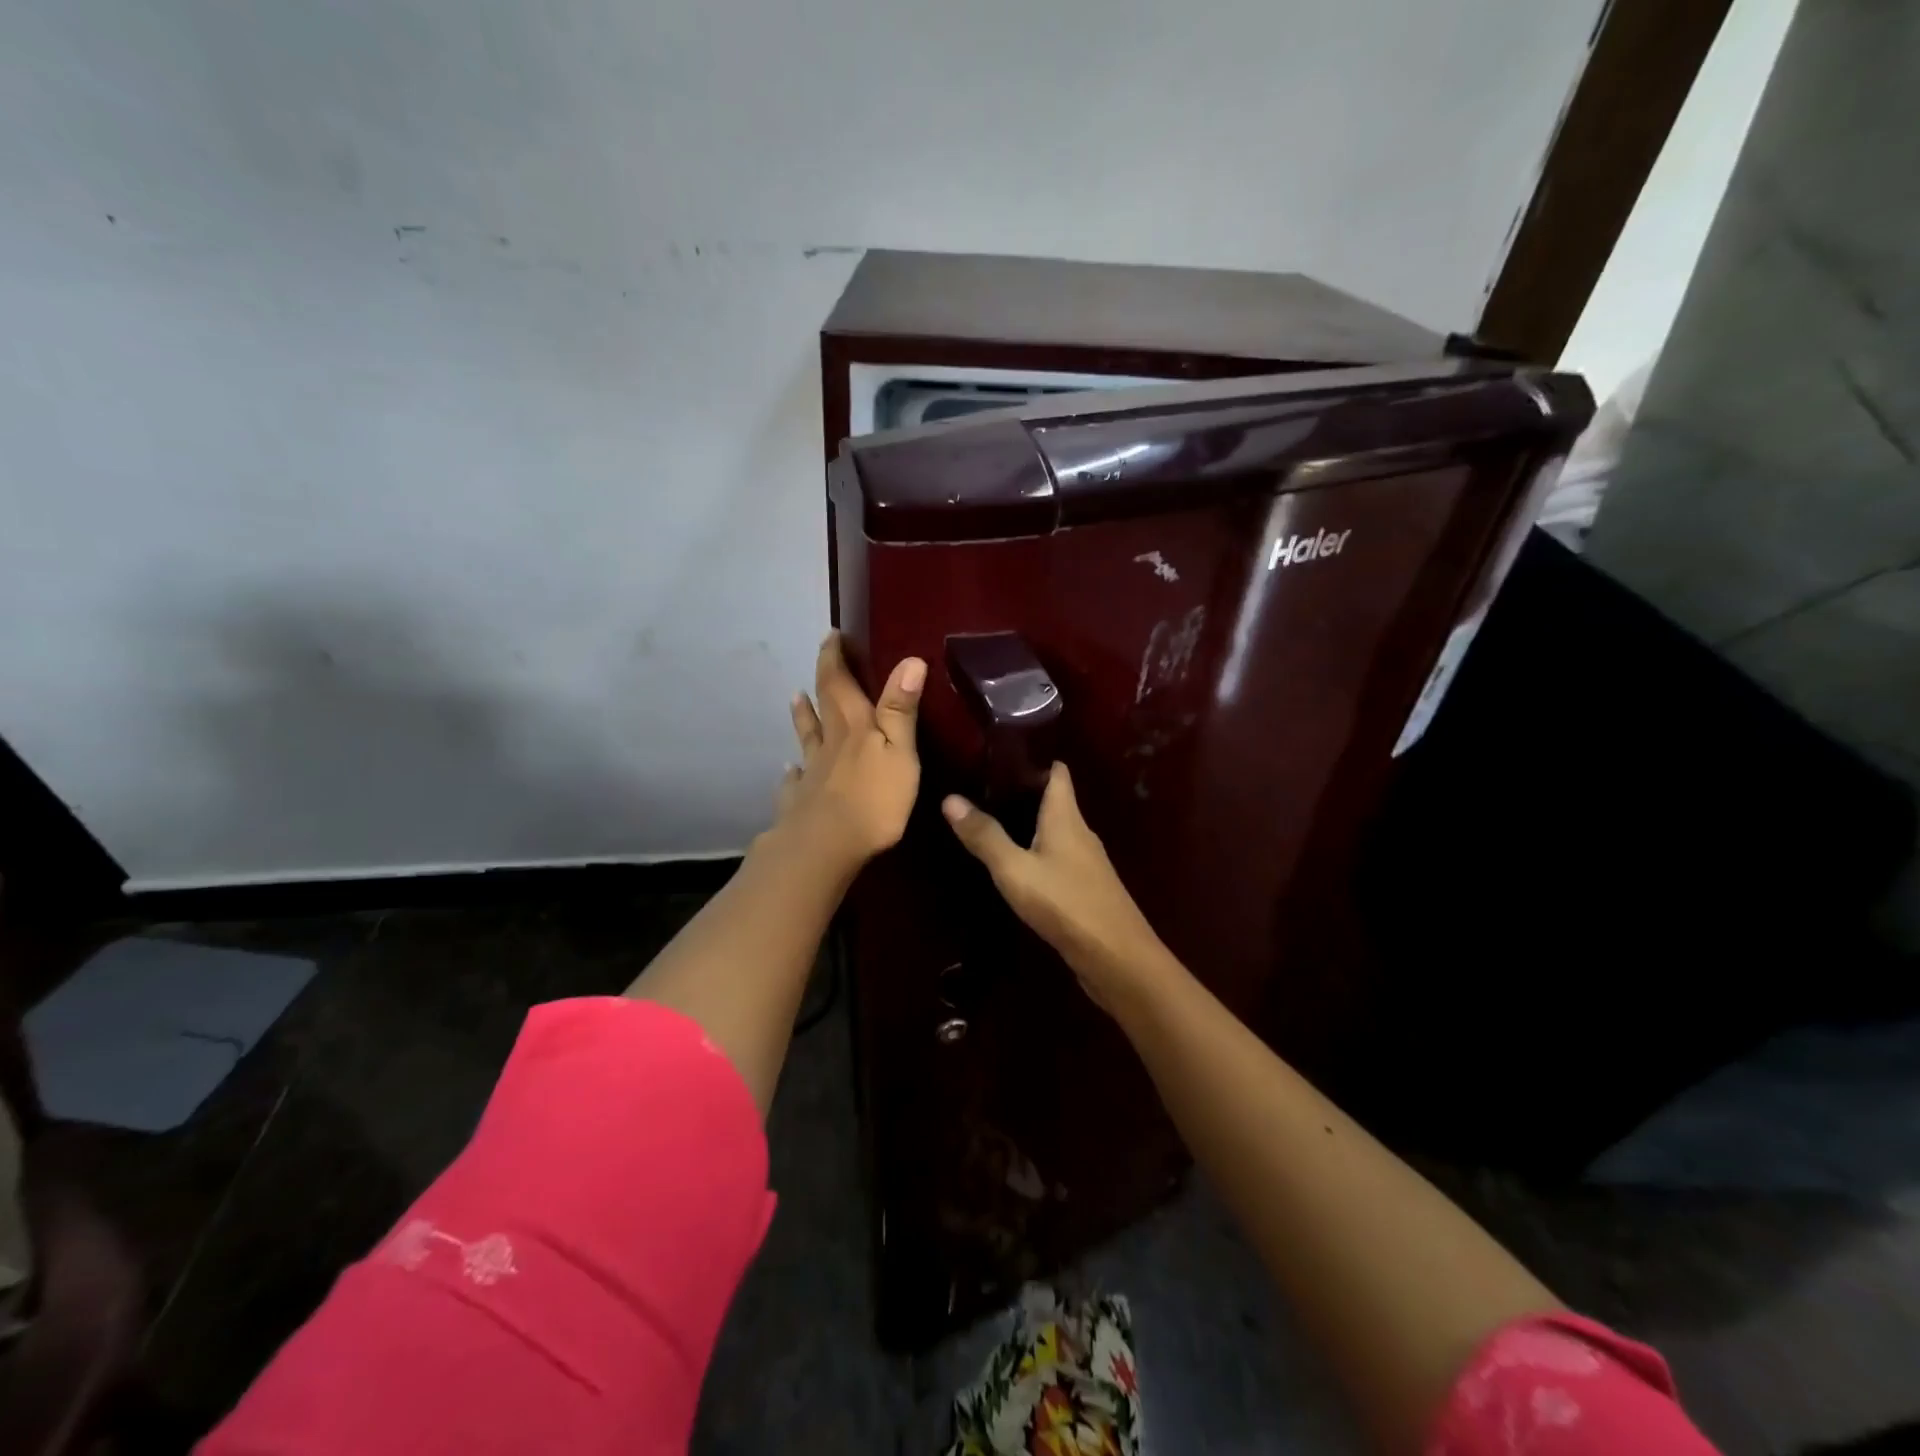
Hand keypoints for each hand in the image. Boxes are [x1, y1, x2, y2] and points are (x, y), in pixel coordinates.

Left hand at [775, 633, 925, 872]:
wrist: (825, 846)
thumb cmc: (873, 799)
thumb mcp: (899, 751)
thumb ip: (901, 709)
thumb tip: (910, 659)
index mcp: (854, 726)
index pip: (840, 683)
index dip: (835, 658)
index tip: (832, 635)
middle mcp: (829, 743)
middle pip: (822, 704)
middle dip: (823, 678)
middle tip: (821, 657)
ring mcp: (811, 772)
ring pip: (806, 738)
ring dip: (802, 716)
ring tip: (795, 698)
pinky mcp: (800, 801)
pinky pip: (794, 781)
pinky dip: (792, 772)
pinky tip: (789, 771)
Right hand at [942, 762, 1173, 1011]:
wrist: (1117, 958)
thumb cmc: (1065, 903)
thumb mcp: (1015, 870)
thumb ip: (985, 836)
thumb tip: (950, 798)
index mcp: (1066, 816)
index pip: (1057, 772)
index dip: (1035, 760)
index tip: (1002, 755)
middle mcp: (1080, 832)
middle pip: (1056, 800)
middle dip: (1025, 792)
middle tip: (984, 789)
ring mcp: (1087, 862)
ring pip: (1057, 831)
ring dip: (1031, 825)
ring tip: (994, 823)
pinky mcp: (1087, 888)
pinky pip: (1060, 858)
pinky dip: (1039, 852)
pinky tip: (1018, 866)